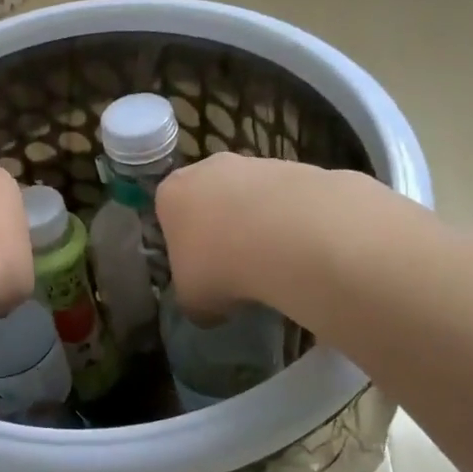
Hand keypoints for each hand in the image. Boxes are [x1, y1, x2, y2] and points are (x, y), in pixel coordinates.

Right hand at [156, 153, 331, 319]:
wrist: (292, 237)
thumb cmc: (222, 266)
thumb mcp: (193, 300)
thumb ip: (192, 299)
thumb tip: (207, 308)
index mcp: (171, 194)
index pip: (169, 216)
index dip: (184, 246)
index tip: (200, 271)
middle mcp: (207, 168)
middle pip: (210, 200)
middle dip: (222, 229)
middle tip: (237, 267)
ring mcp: (254, 163)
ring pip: (251, 197)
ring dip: (259, 224)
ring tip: (276, 262)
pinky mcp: (298, 166)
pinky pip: (288, 200)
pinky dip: (293, 221)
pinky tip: (303, 248)